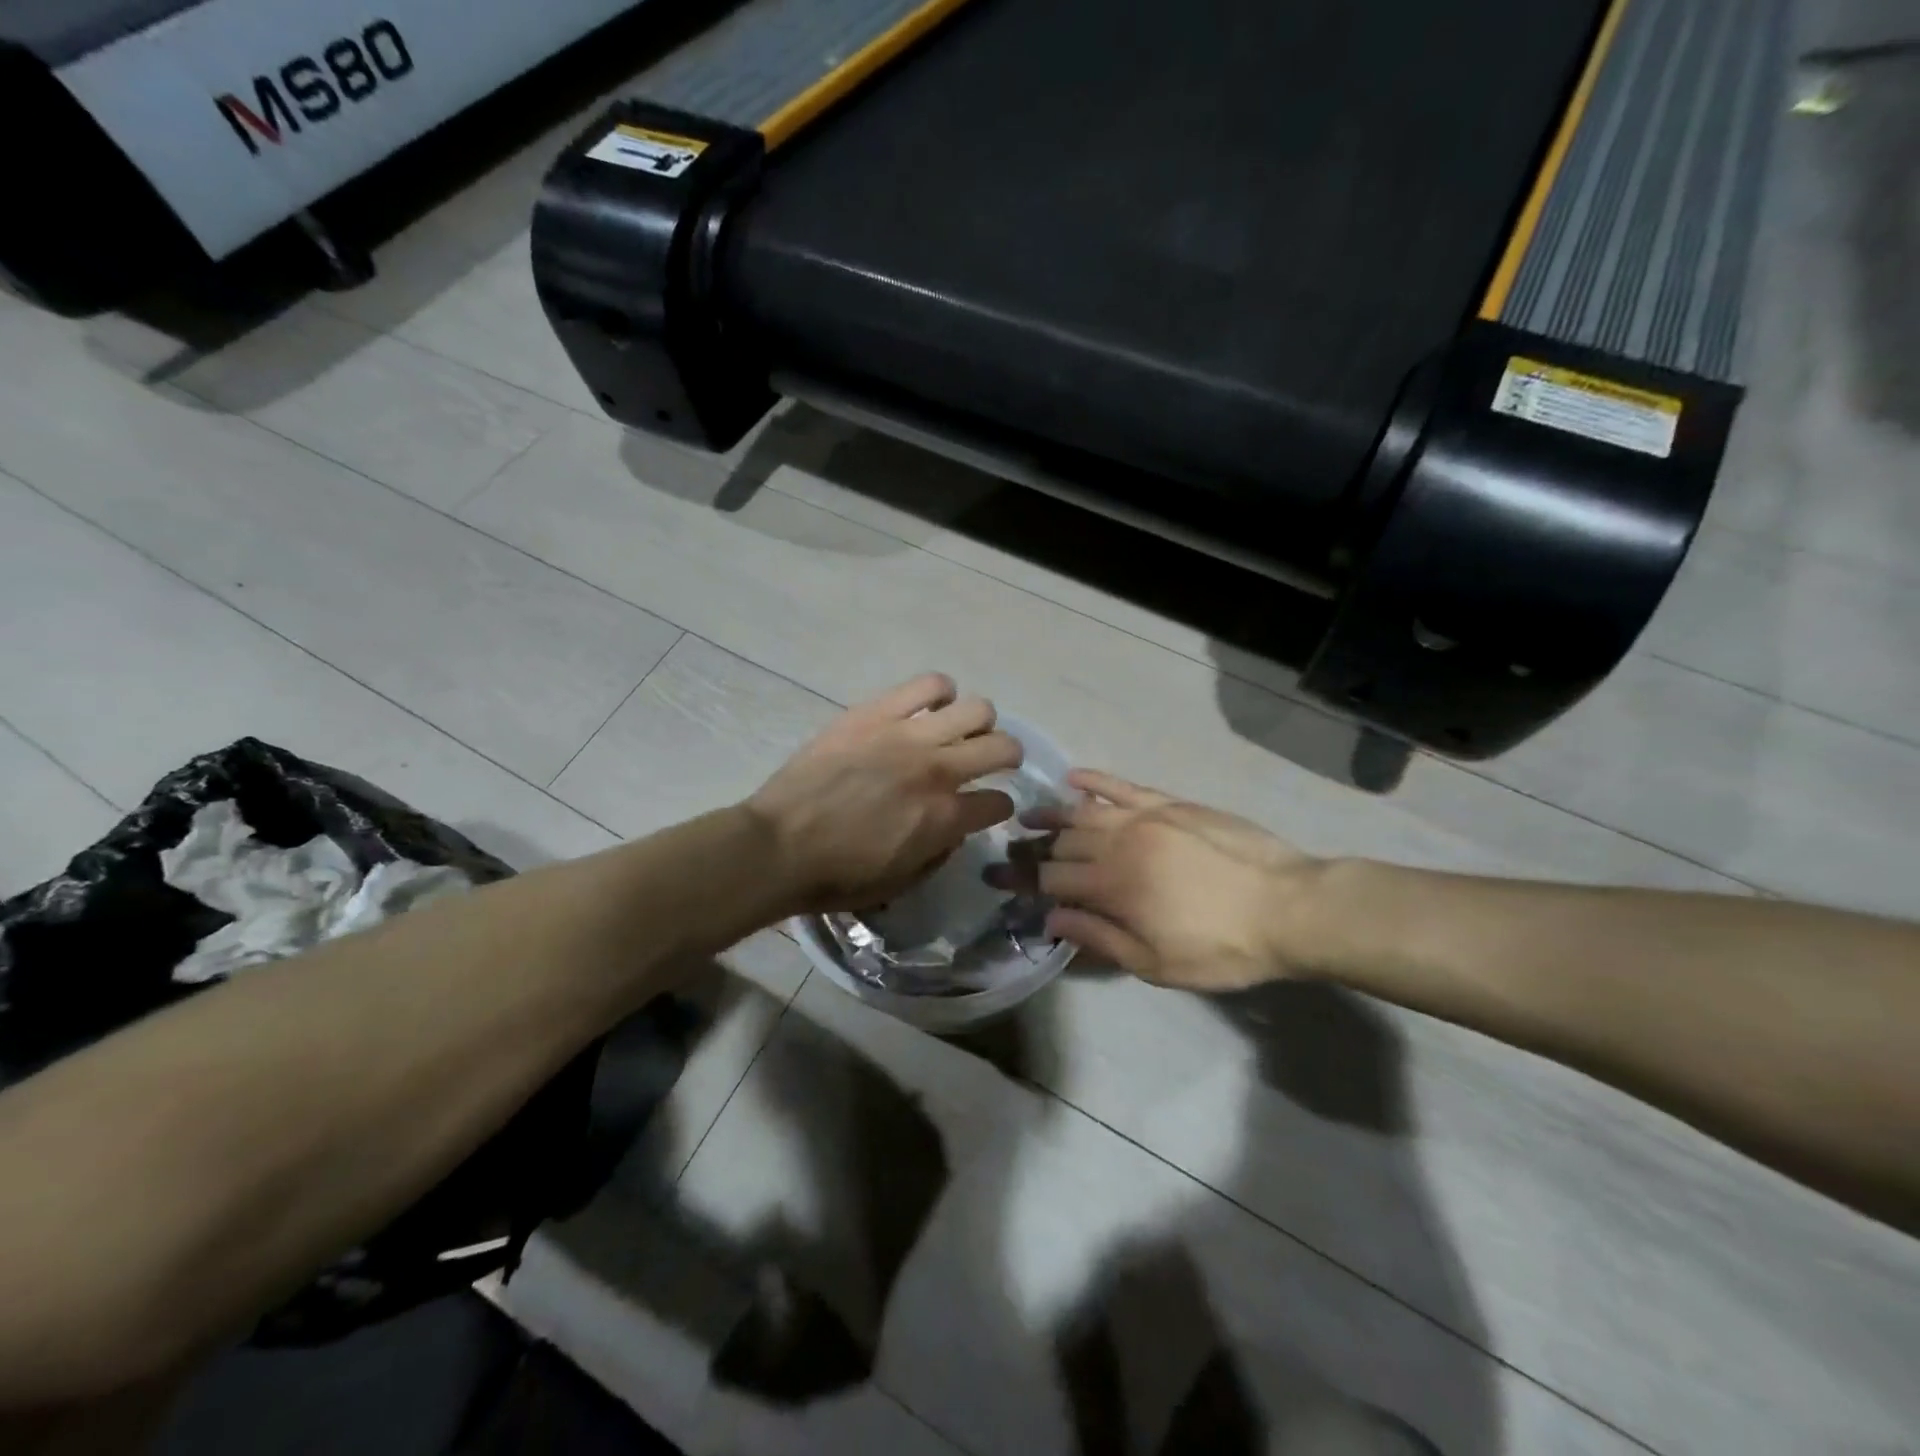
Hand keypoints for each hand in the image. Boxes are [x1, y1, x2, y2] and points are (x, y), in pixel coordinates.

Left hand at [749, 674, 1021, 914]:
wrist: (778, 846)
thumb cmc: (838, 876)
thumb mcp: (901, 883)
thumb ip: (940, 853)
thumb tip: (954, 827)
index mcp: (945, 818)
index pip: (1000, 802)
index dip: (999, 808)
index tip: (988, 808)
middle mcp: (938, 770)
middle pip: (1003, 746)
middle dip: (1007, 757)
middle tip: (991, 761)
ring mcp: (908, 735)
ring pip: (975, 708)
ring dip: (977, 723)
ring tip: (958, 731)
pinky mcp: (876, 712)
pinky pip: (928, 685)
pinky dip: (939, 692)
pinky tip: (931, 706)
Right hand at [1030, 771, 1319, 990]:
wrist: (1289, 906)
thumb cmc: (1222, 947)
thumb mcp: (1157, 964)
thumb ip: (1099, 938)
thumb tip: (1051, 919)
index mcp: (1113, 887)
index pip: (1050, 879)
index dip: (1020, 880)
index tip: (995, 879)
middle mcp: (1119, 844)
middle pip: (1062, 843)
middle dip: (1029, 849)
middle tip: (1008, 851)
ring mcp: (1145, 818)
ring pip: (1084, 811)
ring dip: (1052, 813)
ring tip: (1029, 816)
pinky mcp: (1171, 803)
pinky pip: (1123, 786)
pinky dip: (1095, 780)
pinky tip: (1074, 779)